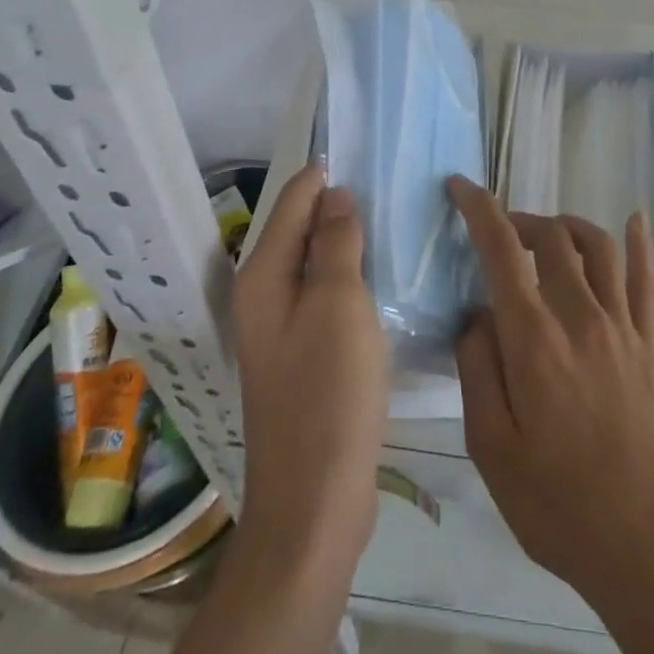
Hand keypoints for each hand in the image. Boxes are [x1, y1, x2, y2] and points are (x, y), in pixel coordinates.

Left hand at [233, 162, 388, 568]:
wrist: (316, 502)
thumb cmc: (328, 394)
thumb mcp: (338, 304)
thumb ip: (335, 242)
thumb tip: (335, 193)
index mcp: (262, 276)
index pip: (293, 200)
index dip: (326, 173)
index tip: (366, 151)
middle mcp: (264, 296)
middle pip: (301, 229)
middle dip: (338, 204)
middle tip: (388, 182)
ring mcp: (283, 329)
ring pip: (316, 264)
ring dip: (347, 241)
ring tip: (391, 219)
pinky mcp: (304, 356)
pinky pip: (326, 297)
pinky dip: (350, 278)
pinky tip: (382, 276)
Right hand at [450, 176, 653, 609]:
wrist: (645, 548)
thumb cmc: (556, 504)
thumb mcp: (490, 447)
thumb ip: (477, 368)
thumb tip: (477, 314)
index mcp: (535, 339)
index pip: (503, 250)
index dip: (479, 209)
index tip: (460, 186)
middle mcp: (581, 317)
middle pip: (552, 237)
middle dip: (519, 220)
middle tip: (498, 232)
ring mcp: (622, 329)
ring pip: (599, 246)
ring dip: (567, 225)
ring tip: (546, 233)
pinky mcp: (650, 347)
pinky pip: (648, 281)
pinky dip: (641, 244)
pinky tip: (636, 219)